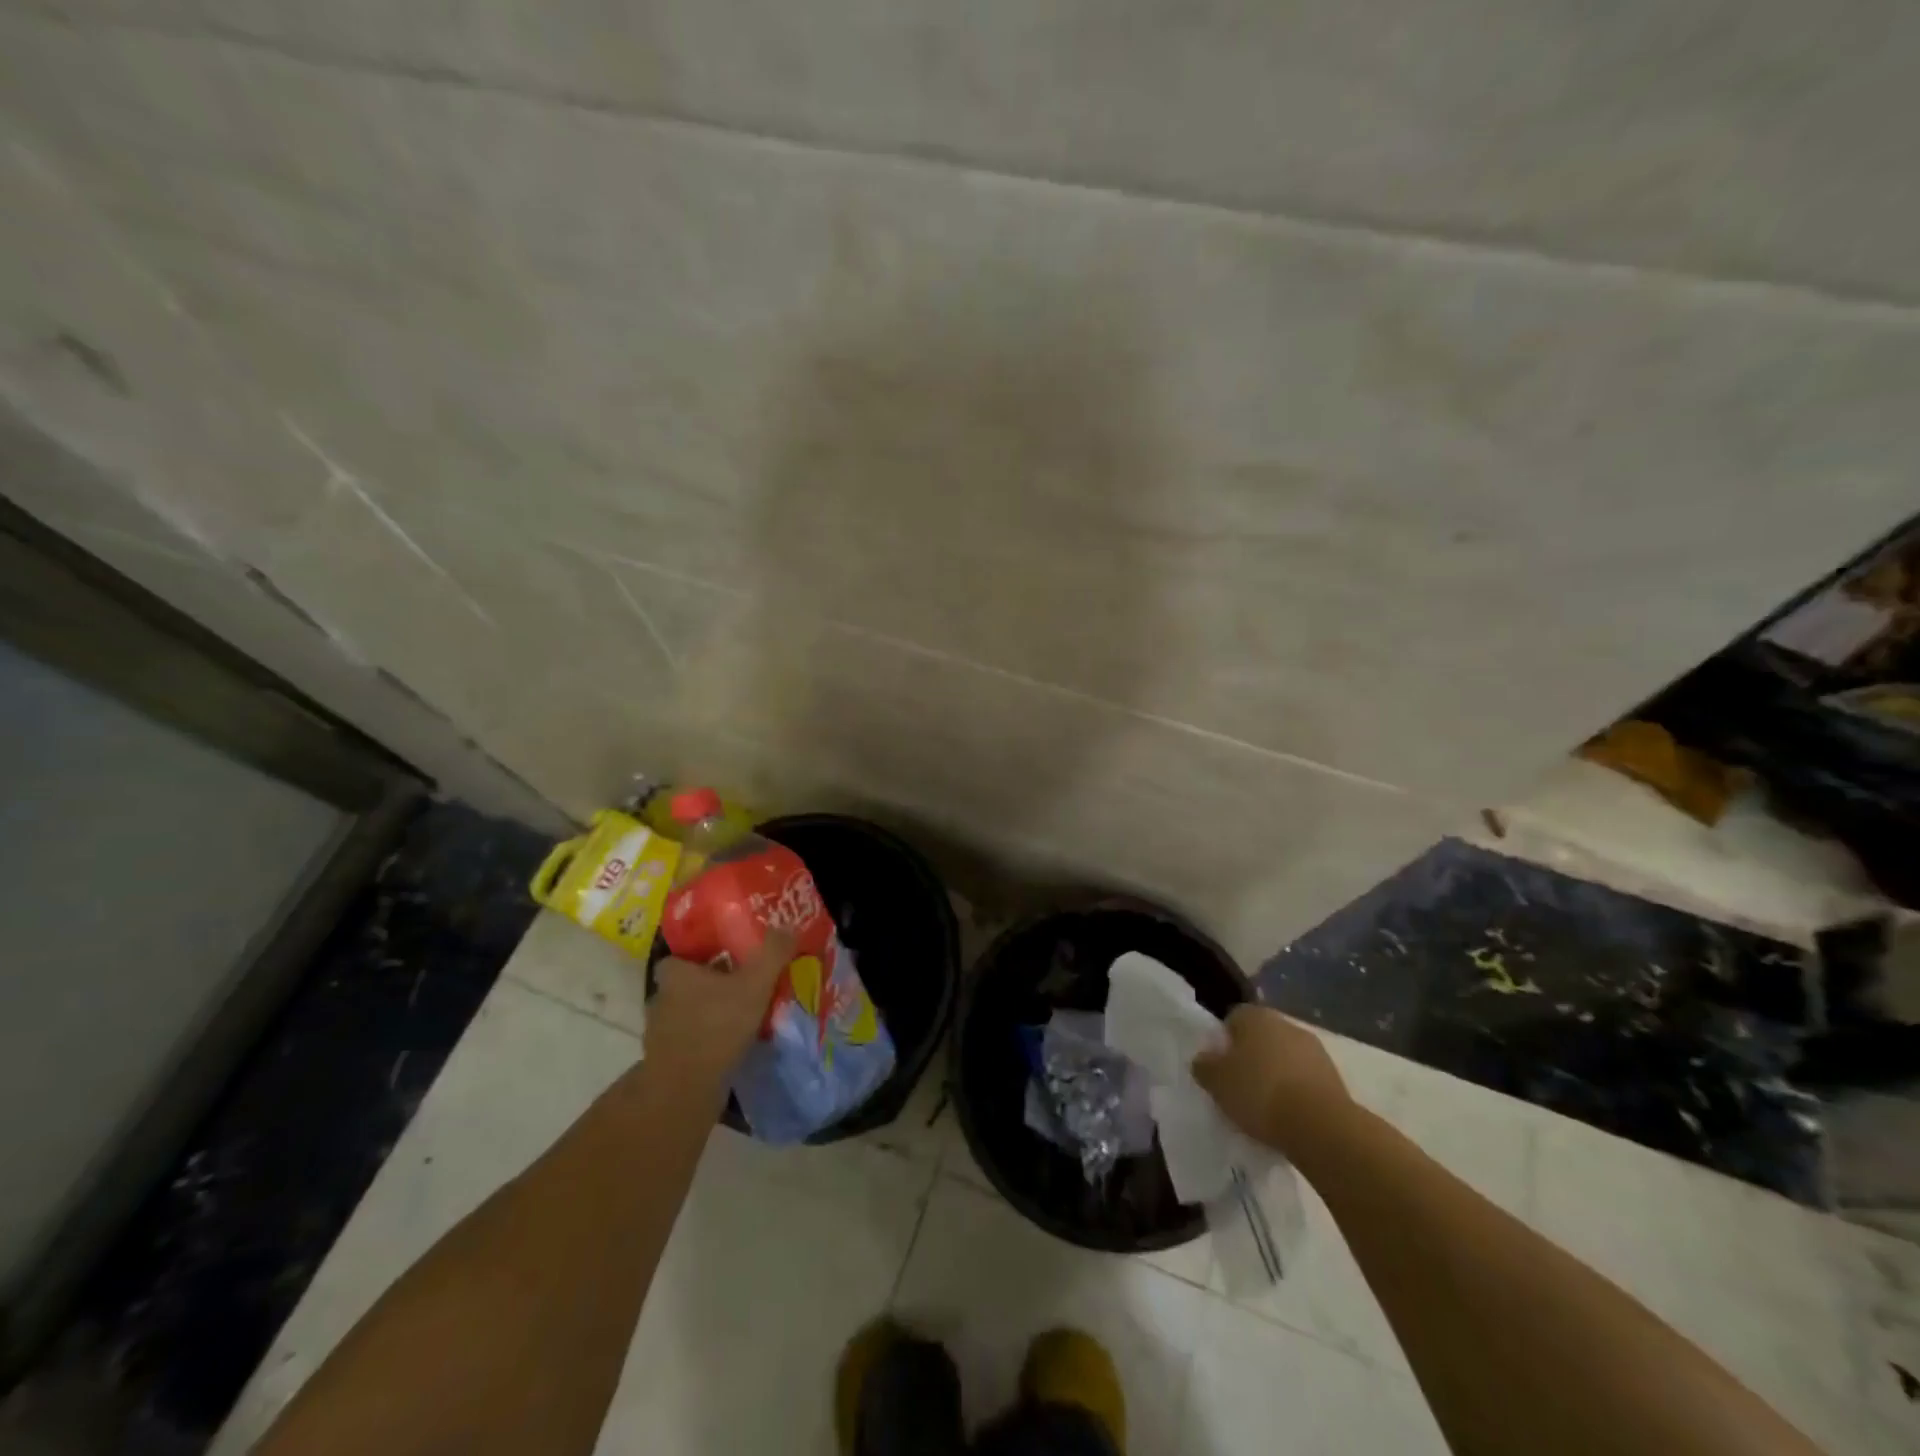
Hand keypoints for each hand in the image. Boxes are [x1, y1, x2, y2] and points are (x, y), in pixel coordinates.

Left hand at [647, 931, 793, 1083]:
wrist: (685, 1090)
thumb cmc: (717, 1025)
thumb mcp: (755, 983)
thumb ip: (772, 953)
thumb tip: (788, 928)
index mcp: (675, 974)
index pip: (679, 957)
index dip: (699, 956)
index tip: (724, 959)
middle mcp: (661, 999)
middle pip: (685, 985)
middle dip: (709, 987)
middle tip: (740, 987)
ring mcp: (660, 1033)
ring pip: (687, 1015)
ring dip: (708, 1016)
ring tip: (739, 1019)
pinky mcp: (666, 1062)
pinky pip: (690, 1042)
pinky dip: (706, 1042)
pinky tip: (730, 1047)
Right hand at [1192, 1005, 1351, 1154]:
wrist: (1321, 1127)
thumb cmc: (1260, 1093)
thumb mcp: (1216, 1082)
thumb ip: (1205, 1066)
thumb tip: (1204, 1059)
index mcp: (1255, 1015)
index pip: (1233, 1019)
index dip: (1224, 1042)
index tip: (1219, 1068)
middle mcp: (1286, 1023)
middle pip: (1262, 1038)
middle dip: (1252, 1058)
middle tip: (1239, 1087)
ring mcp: (1315, 1050)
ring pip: (1285, 1059)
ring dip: (1277, 1076)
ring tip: (1265, 1108)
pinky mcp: (1335, 1078)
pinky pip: (1305, 1080)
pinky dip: (1297, 1093)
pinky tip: (1289, 1117)